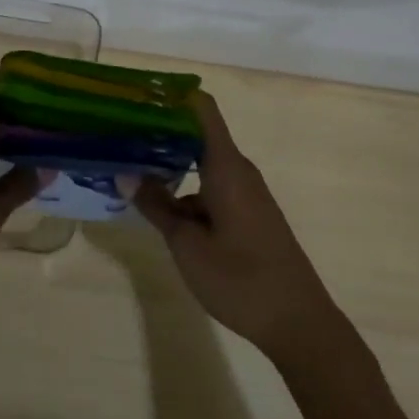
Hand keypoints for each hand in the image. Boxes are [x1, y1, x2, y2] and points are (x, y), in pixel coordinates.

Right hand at [131, 91, 338, 356]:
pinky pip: (212, 186)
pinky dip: (185, 188)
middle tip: (119, 133)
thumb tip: (126, 173)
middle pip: (197, 134)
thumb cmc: (240, 279)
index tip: (137, 95)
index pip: (201, 108)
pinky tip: (159, 207)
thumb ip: (156, 206)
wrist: (299, 323)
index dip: (171, 95)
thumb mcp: (187, 245)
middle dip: (160, 130)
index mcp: (226, 166)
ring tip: (129, 167)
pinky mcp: (249, 214)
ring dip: (170, 163)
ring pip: (202, 164)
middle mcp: (238, 170)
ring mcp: (246, 193)